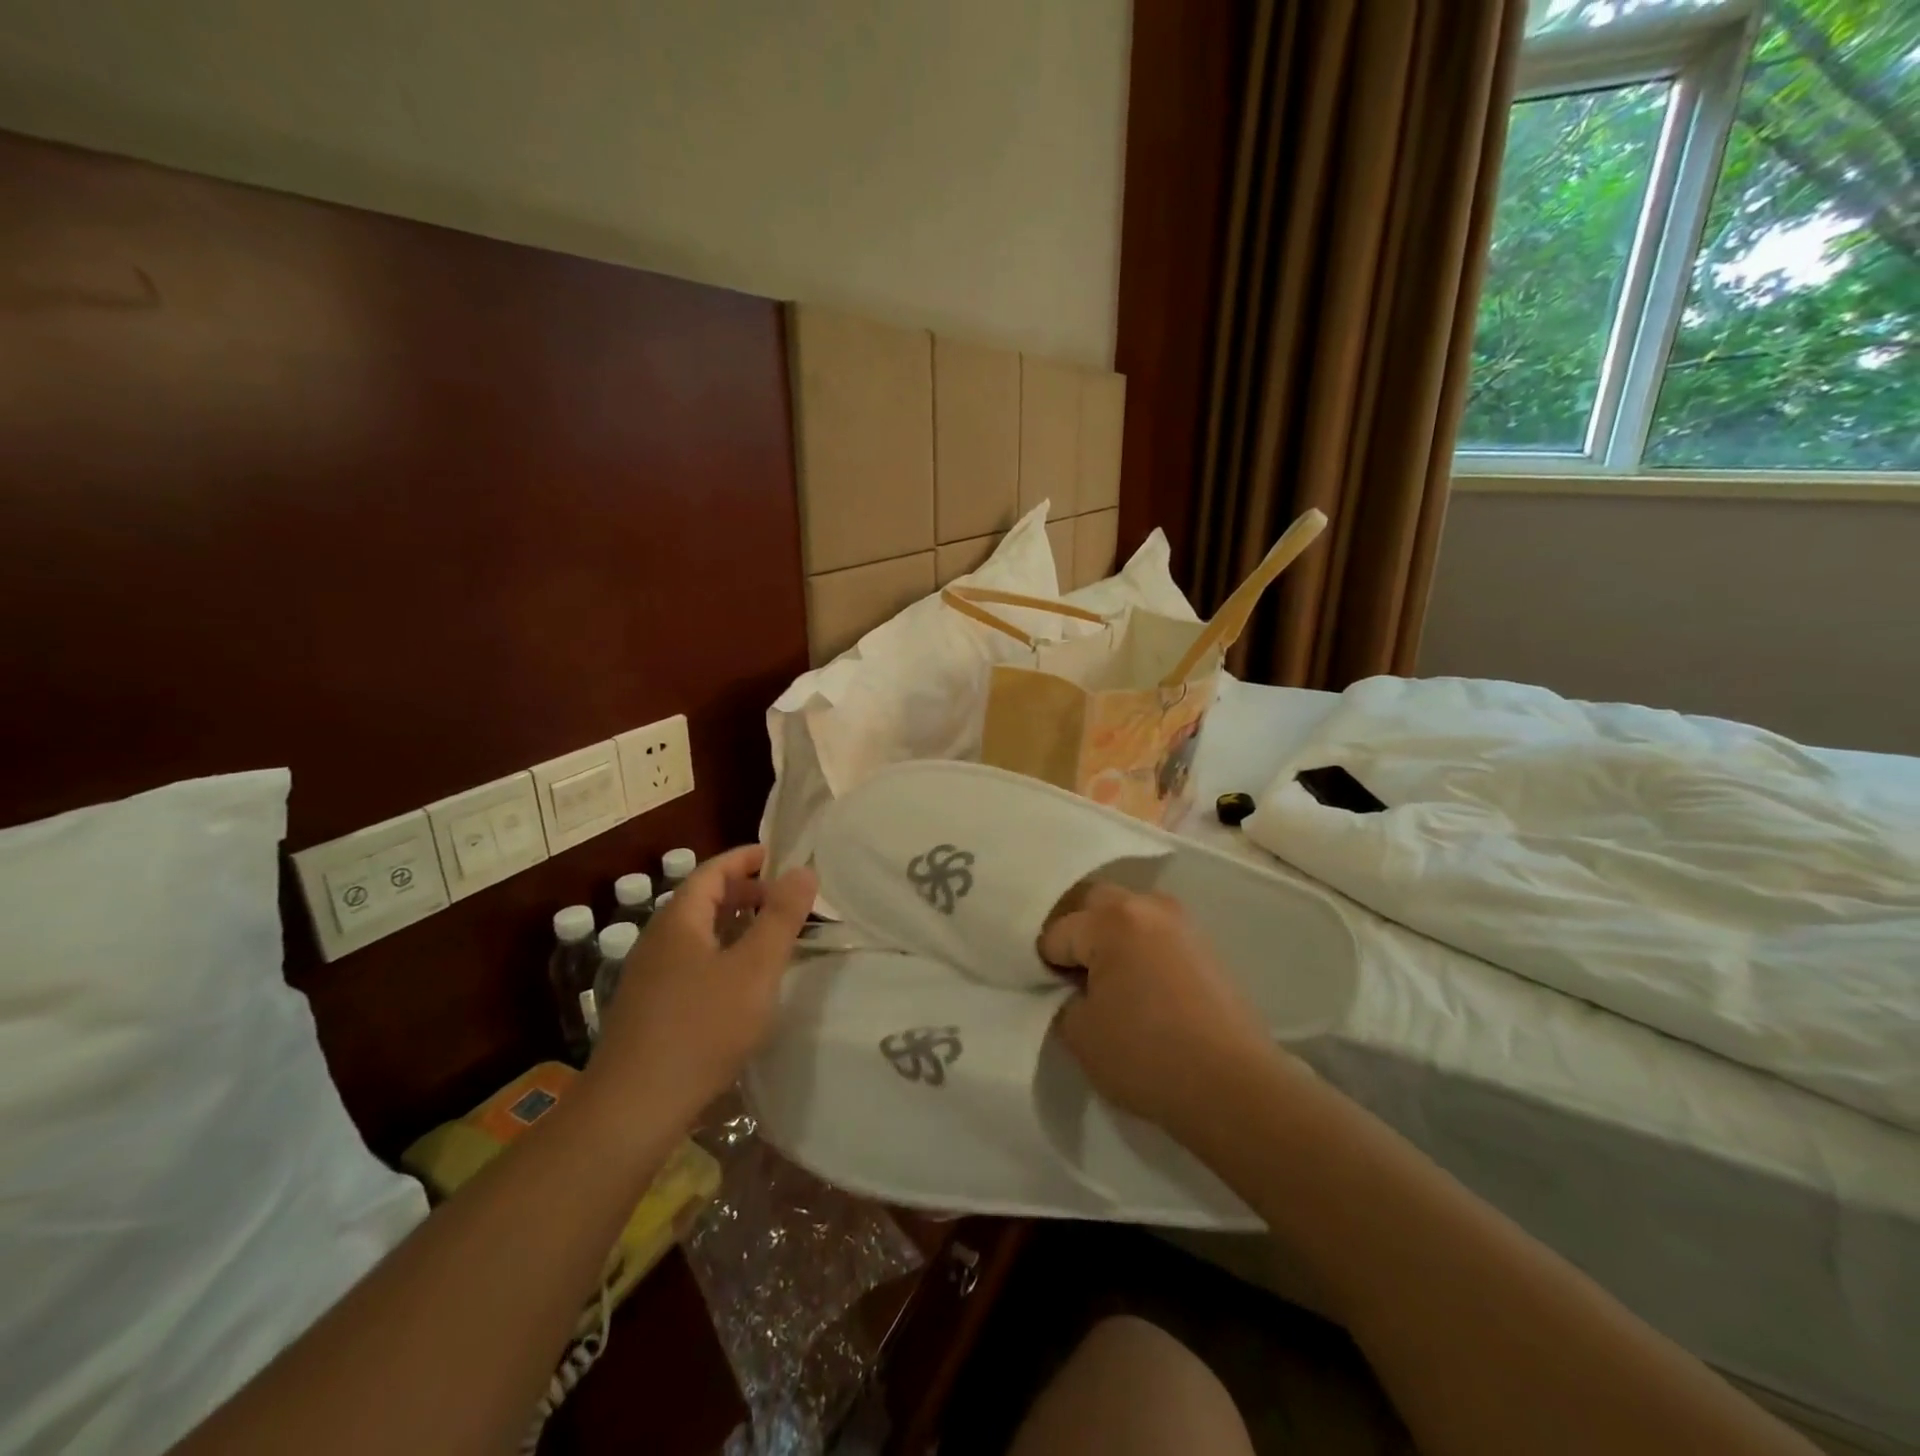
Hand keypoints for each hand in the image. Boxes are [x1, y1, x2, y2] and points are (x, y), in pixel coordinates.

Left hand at [586, 844, 815, 1131]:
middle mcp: (657, 940)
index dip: (745, 858)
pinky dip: (719, 953)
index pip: (711, 871)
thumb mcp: (754, 969)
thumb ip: (781, 917)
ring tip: (767, 937)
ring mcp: (648, 976)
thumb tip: (803, 870)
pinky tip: (738, 983)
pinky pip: (689, 962)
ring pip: (696, 934)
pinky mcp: (648, 1008)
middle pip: (701, 900)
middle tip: (782, 899)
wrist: (633, 1108)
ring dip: (732, 925)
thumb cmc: (702, 1028)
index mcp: (679, 921)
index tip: (776, 854)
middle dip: (743, 892)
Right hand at [1039, 882, 1281, 1130]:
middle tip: (1075, 978)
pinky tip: (1144, 989)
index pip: (1057, 933)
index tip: (1055, 997)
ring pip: (1128, 914)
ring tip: (1111, 982)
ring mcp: (1182, 922)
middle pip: (1093, 904)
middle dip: (1077, 934)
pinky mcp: (1205, 944)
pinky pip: (1156, 933)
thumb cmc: (1147, 1056)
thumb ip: (1061, 999)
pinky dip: (1140, 949)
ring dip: (1110, 937)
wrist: (1234, 1087)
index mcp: (1111, 919)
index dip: (1047, 966)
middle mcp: (1147, 905)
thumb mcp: (1079, 1034)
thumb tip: (1071, 988)